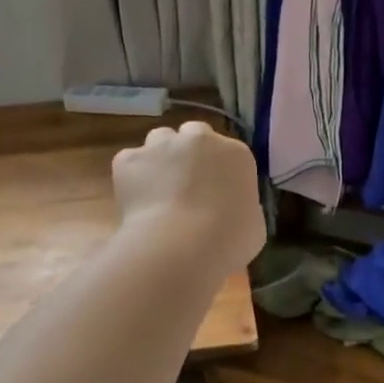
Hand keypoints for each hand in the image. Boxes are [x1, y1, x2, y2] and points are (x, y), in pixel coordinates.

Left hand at [113, 120, 265, 275]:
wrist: (180, 247)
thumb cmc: (228, 240)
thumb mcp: (254, 225)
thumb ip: (243, 206)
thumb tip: (230, 208)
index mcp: (236, 153)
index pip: (229, 152)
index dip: (220, 171)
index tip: (216, 193)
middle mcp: (199, 139)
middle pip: (194, 135)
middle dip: (191, 154)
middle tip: (187, 185)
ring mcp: (161, 145)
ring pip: (160, 141)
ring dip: (161, 158)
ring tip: (158, 191)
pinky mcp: (129, 159)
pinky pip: (131, 162)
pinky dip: (133, 177)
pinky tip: (137, 202)